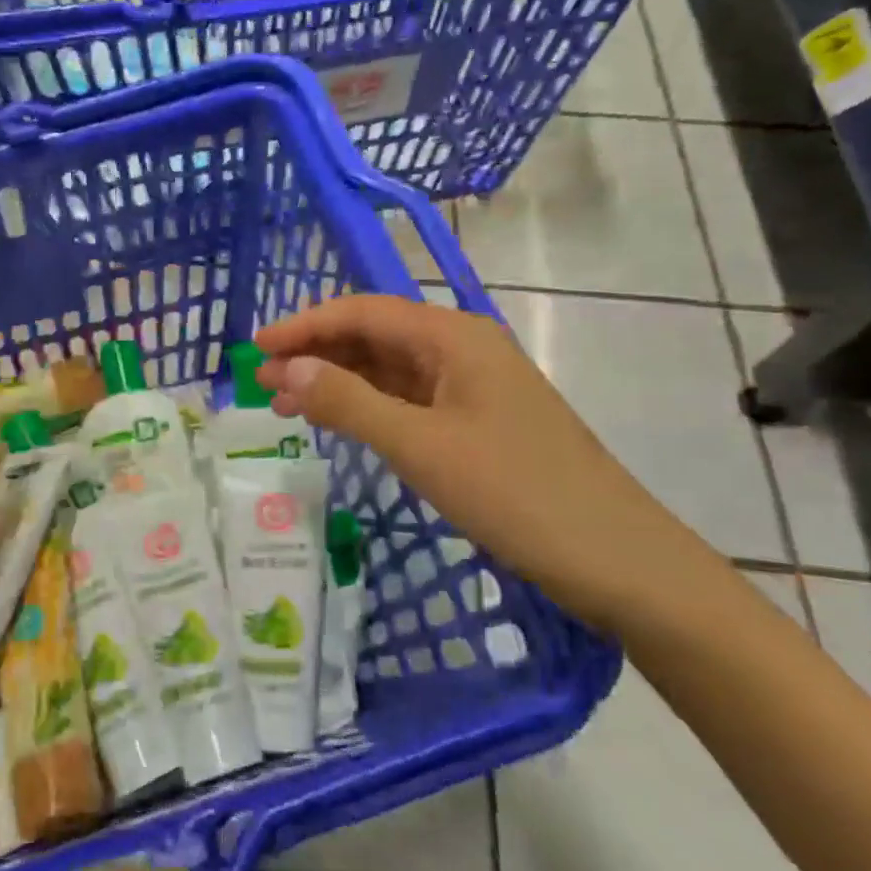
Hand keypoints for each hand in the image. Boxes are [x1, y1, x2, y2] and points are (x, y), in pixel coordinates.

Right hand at [254, 297, 705, 629]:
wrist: (616, 559)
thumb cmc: (516, 494)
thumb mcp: (421, 447)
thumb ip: (349, 402)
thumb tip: (288, 367)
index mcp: (454, 336)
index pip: (363, 311)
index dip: (304, 325)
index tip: (254, 349)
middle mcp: (464, 349)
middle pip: (376, 336)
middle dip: (316, 353)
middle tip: (261, 383)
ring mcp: (474, 387)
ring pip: (391, 369)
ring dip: (338, 381)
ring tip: (285, 404)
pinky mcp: (479, 422)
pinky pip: (411, 400)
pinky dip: (370, 407)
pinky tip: (341, 422)